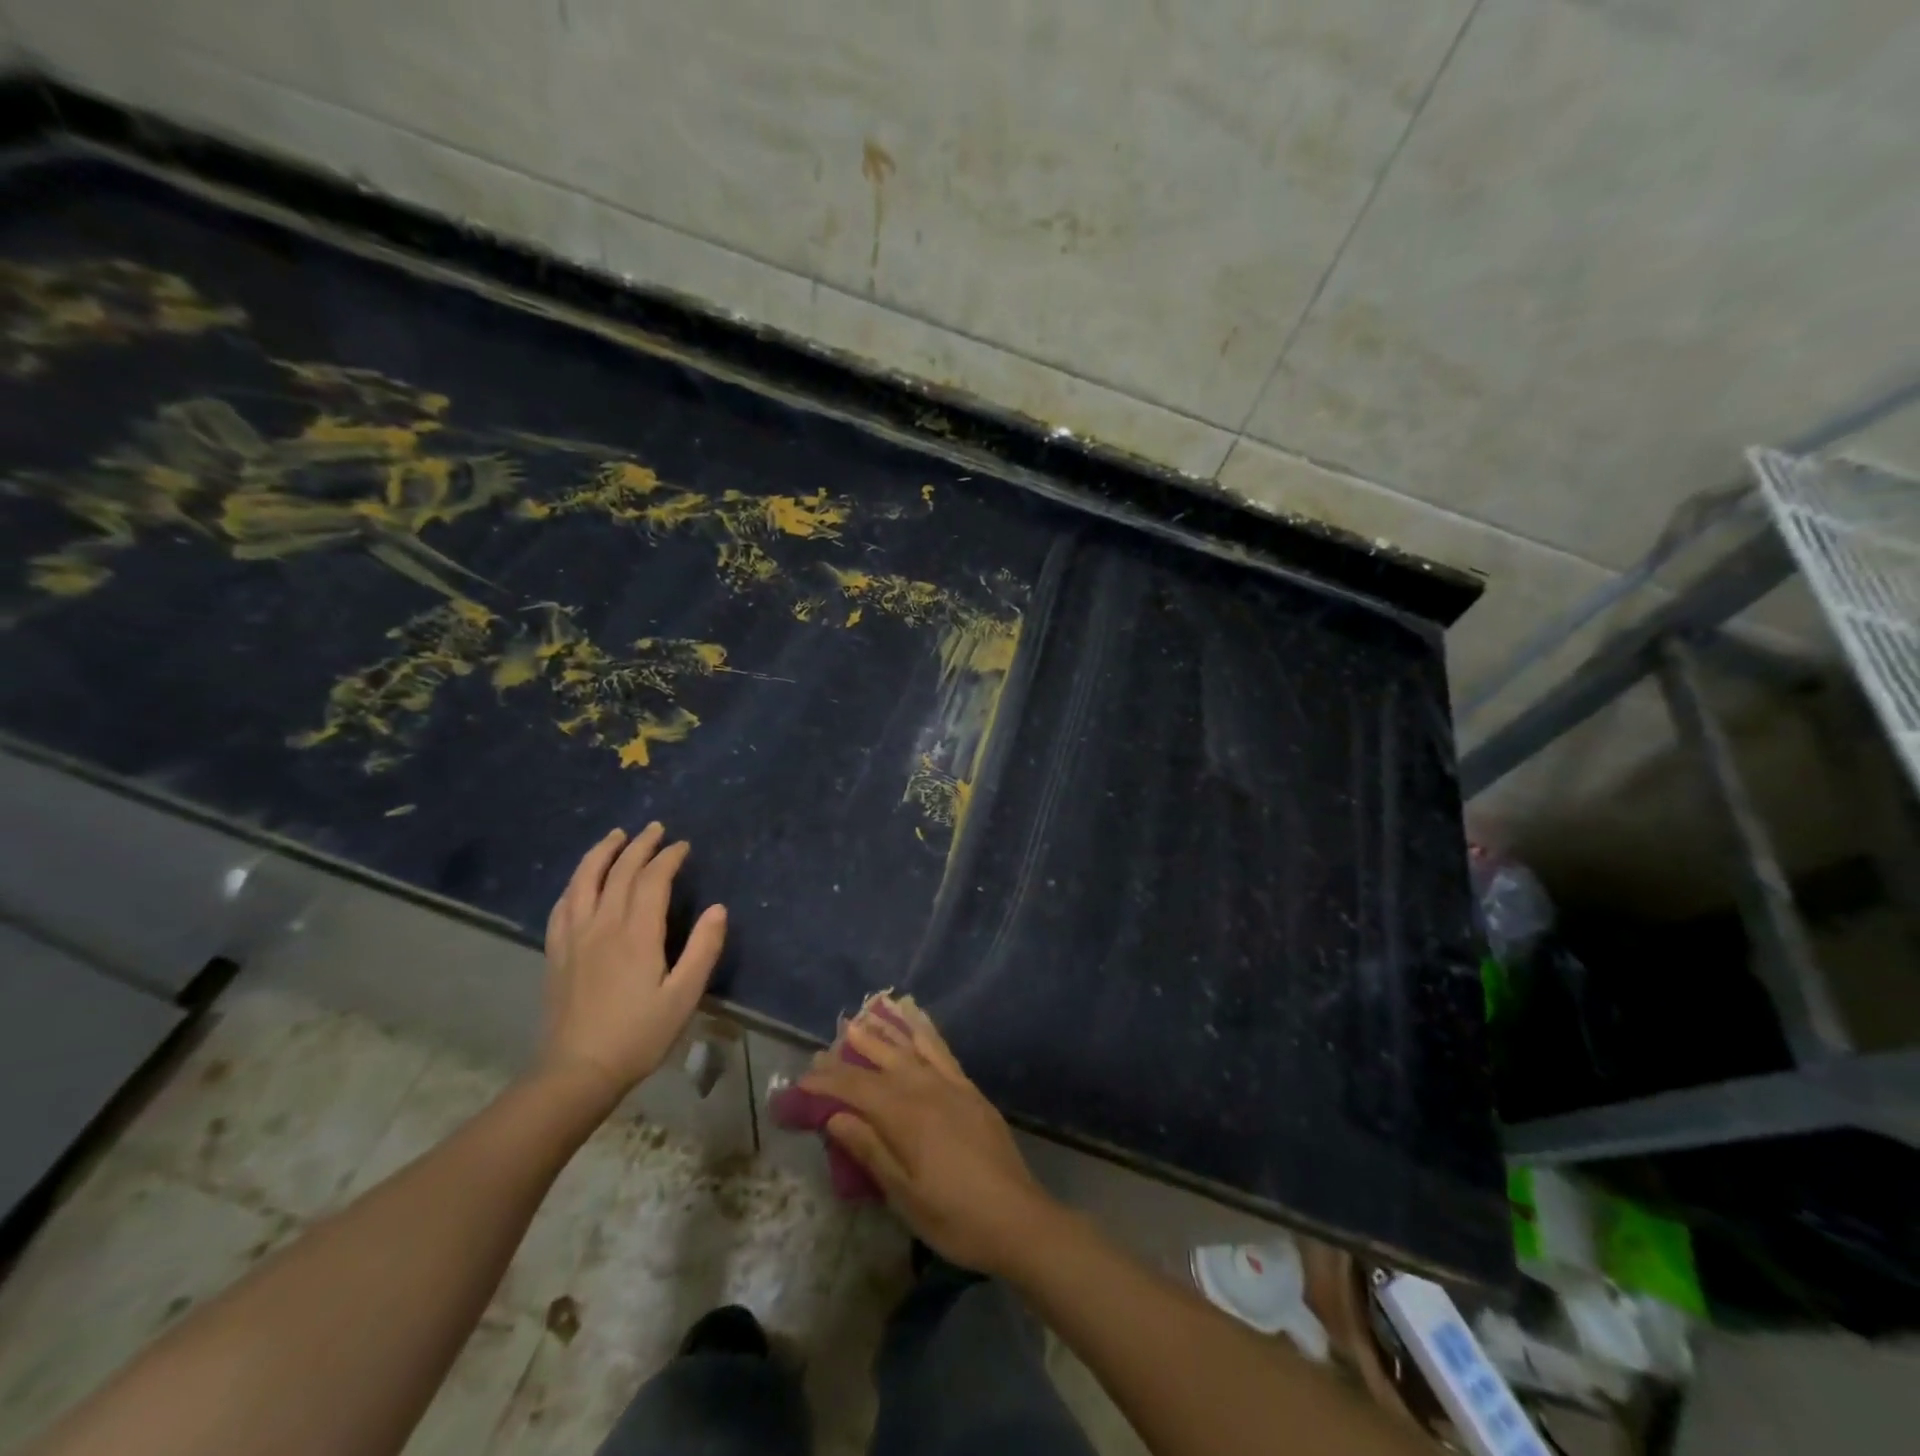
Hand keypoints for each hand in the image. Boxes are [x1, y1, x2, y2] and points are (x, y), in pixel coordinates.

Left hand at [539, 824, 726, 1104]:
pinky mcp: (556, 953)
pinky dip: (576, 882)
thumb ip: (703, 949)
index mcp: (636, 934)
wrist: (576, 1072)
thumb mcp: (684, 996)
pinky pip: (563, 905)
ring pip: (584, 881)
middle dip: (639, 845)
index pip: (652, 880)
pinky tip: (581, 880)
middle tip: (655, 828)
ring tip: (615, 836)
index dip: (668, 858)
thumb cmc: (638, 1035)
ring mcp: (574, 937)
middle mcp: (602, 926)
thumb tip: (718, 908)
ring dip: (601, 853)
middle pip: (619, 873)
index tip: (682, 845)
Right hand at [799, 1001, 1062, 1277]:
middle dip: (851, 1053)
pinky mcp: (970, 1090)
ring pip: (911, 1048)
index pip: (857, 1089)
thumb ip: (870, 1150)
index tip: (802, 1079)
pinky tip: (917, 1023)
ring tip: (863, 1020)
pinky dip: (926, 1033)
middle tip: (824, 1049)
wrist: (1018, 1218)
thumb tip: (836, 1117)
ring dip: (885, 1033)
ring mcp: (952, 1085)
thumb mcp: (905, 1195)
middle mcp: (927, 1089)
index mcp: (906, 1116)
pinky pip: (942, 1051)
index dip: (828, 1082)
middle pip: (882, 1062)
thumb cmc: (955, 1217)